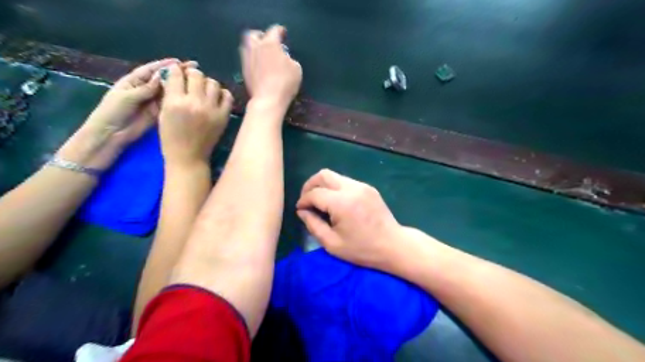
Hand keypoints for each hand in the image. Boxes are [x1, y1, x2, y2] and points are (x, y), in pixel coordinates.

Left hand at [59, 58, 196, 169]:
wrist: (112, 133)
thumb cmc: (113, 111)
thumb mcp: (127, 96)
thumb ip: (145, 88)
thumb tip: (162, 77)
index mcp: (134, 81)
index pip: (151, 70)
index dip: (165, 65)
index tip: (179, 62)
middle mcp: (145, 89)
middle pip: (162, 79)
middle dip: (176, 74)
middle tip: (193, 70)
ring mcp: (153, 101)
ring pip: (168, 91)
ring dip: (180, 86)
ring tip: (194, 82)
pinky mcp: (159, 112)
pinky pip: (170, 103)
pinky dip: (178, 99)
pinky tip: (189, 96)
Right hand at [159, 65, 234, 166]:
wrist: (189, 156)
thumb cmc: (171, 137)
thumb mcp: (163, 113)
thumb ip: (169, 94)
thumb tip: (174, 76)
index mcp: (175, 102)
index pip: (177, 74)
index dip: (176, 71)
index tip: (177, 73)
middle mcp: (195, 103)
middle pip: (197, 75)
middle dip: (192, 75)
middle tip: (191, 81)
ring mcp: (212, 109)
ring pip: (213, 83)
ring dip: (207, 83)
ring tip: (204, 90)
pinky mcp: (223, 116)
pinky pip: (228, 96)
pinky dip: (222, 93)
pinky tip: (216, 97)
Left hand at [240, 23, 303, 107]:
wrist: (268, 100)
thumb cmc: (285, 83)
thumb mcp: (296, 69)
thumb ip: (290, 59)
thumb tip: (285, 59)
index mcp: (270, 44)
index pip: (274, 30)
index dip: (280, 31)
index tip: (284, 33)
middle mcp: (256, 48)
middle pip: (253, 35)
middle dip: (260, 36)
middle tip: (268, 42)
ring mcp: (247, 60)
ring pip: (247, 47)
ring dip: (254, 48)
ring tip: (263, 55)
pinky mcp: (244, 72)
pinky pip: (248, 60)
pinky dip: (253, 60)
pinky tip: (260, 67)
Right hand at [298, 169, 400, 268]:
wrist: (393, 245)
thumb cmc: (362, 249)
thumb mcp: (332, 244)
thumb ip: (313, 225)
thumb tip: (302, 211)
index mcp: (342, 203)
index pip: (315, 193)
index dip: (303, 200)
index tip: (300, 210)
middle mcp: (352, 188)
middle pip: (323, 175)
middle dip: (310, 185)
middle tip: (306, 200)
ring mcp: (362, 186)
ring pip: (335, 176)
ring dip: (323, 186)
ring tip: (319, 201)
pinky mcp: (368, 187)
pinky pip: (345, 181)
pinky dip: (335, 188)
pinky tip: (335, 202)